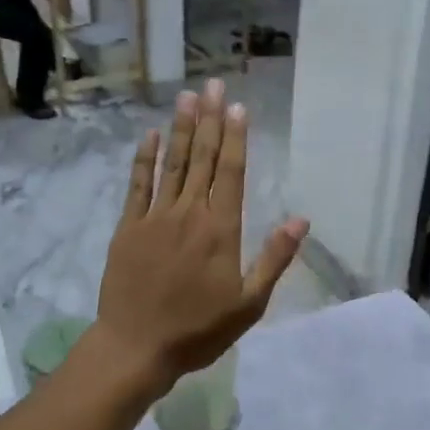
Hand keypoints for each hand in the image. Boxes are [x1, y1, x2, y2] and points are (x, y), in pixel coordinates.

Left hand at [96, 78, 308, 393]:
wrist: (136, 346)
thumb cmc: (198, 330)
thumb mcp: (249, 304)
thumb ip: (273, 259)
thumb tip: (300, 220)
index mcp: (220, 230)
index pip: (230, 172)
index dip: (234, 137)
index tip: (236, 106)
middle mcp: (189, 214)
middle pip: (201, 158)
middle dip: (208, 119)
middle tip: (212, 84)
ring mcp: (155, 217)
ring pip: (171, 164)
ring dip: (180, 128)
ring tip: (186, 96)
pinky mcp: (128, 228)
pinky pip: (138, 185)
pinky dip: (145, 159)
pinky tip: (150, 135)